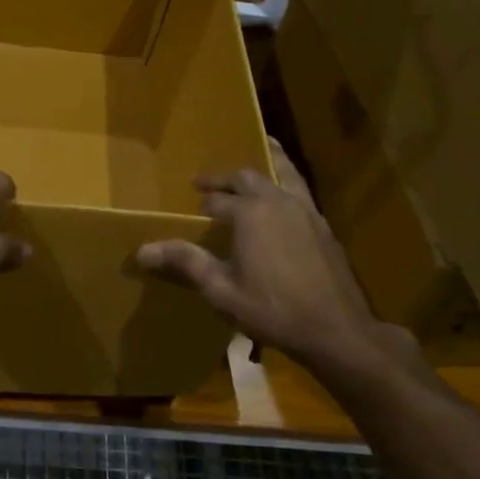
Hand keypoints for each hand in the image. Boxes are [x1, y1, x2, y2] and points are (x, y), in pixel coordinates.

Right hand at [136, 140, 418, 382]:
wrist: (337, 330)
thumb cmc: (273, 309)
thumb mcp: (221, 290)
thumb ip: (185, 263)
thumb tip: (143, 250)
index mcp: (250, 213)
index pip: (217, 200)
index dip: (202, 207)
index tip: (190, 213)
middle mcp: (277, 201)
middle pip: (247, 178)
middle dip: (225, 179)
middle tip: (206, 183)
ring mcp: (306, 210)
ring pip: (283, 173)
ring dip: (266, 163)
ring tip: (261, 148)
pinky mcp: (324, 226)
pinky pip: (300, 190)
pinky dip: (286, 182)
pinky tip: (283, 197)